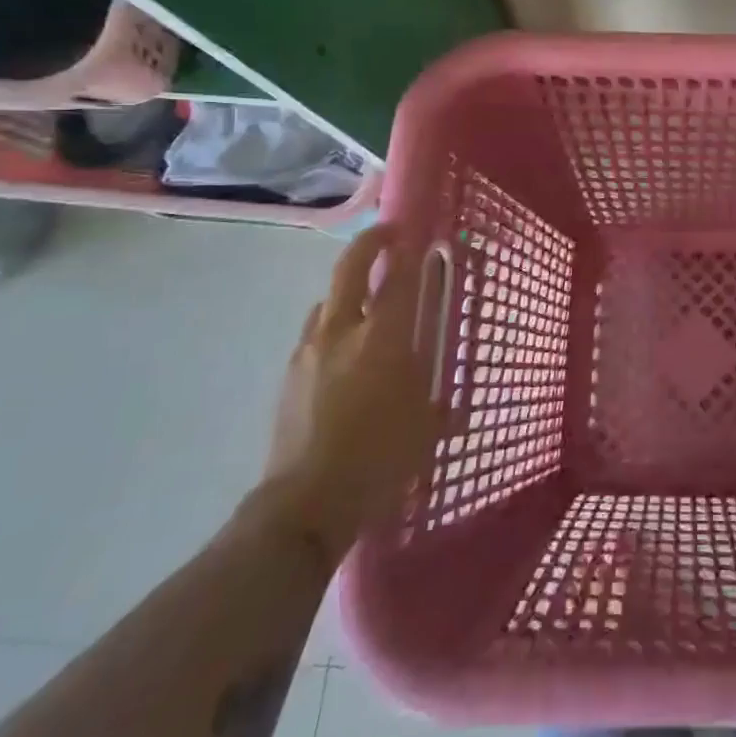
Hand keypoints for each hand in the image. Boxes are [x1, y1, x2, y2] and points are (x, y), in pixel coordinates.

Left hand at [256, 222, 440, 562]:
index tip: (417, 232)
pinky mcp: (289, 375)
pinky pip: (314, 332)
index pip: (397, 278)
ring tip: (367, 302)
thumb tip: (446, 395)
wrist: (305, 504)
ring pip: (326, 301)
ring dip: (346, 289)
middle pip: (349, 270)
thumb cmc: (379, 459)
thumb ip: (435, 397)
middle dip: (369, 244)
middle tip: (387, 236)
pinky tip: (344, 351)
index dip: (407, 250)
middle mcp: (341, 332)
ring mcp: (308, 351)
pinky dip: (332, 324)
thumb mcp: (425, 425)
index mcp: (381, 338)